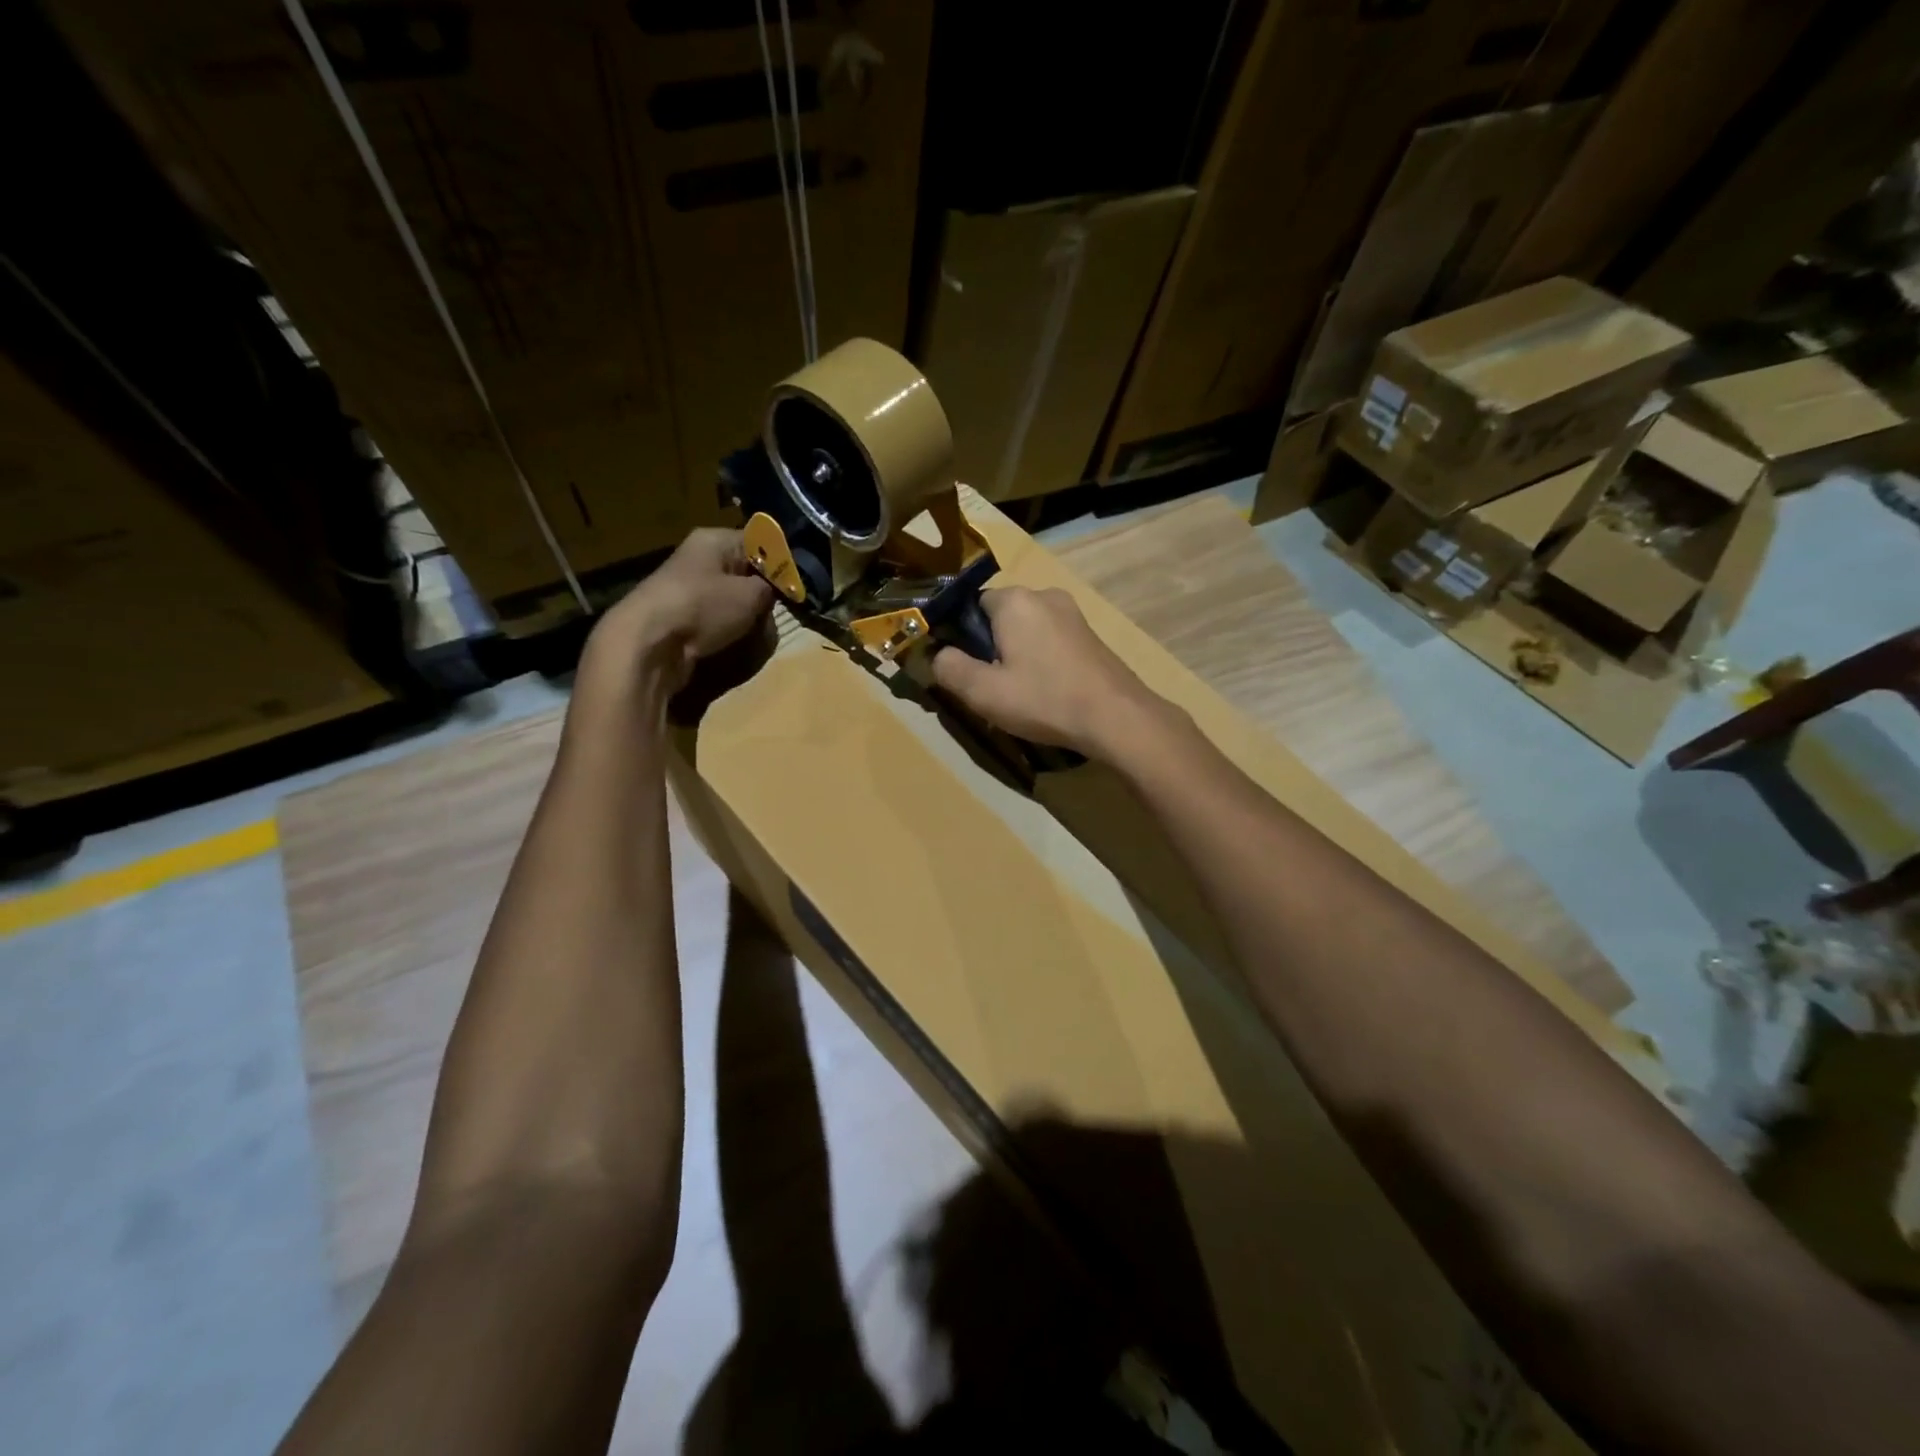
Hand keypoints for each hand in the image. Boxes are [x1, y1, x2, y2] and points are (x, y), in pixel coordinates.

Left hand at [581, 528, 773, 700]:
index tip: (796, 586)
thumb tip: (774, 588)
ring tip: (753, 634)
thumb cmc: (704, 607)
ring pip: (732, 601)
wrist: (649, 644)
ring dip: (747, 619)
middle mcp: (699, 559)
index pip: (758, 542)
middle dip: (763, 596)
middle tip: (775, 613)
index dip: (780, 563)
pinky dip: (727, 632)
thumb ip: (770, 587)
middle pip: (745, 573)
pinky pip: (715, 621)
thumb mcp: (751, 594)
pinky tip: (731, 643)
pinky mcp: (681, 618)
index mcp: (714, 540)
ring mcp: (687, 589)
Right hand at [928, 587, 1174, 758]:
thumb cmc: (1045, 700)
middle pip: (1001, 617)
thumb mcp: (983, 692)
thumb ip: (950, 669)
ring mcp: (1073, 614)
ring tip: (1019, 693)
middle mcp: (1045, 595)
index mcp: (1015, 600)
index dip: (961, 636)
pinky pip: (1051, 640)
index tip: (963, 668)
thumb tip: (938, 655)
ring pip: (1028, 630)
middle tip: (990, 686)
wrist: (1117, 717)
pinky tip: (1046, 691)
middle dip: (990, 646)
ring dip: (1017, 655)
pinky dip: (1042, 660)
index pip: (971, 605)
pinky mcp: (1090, 635)